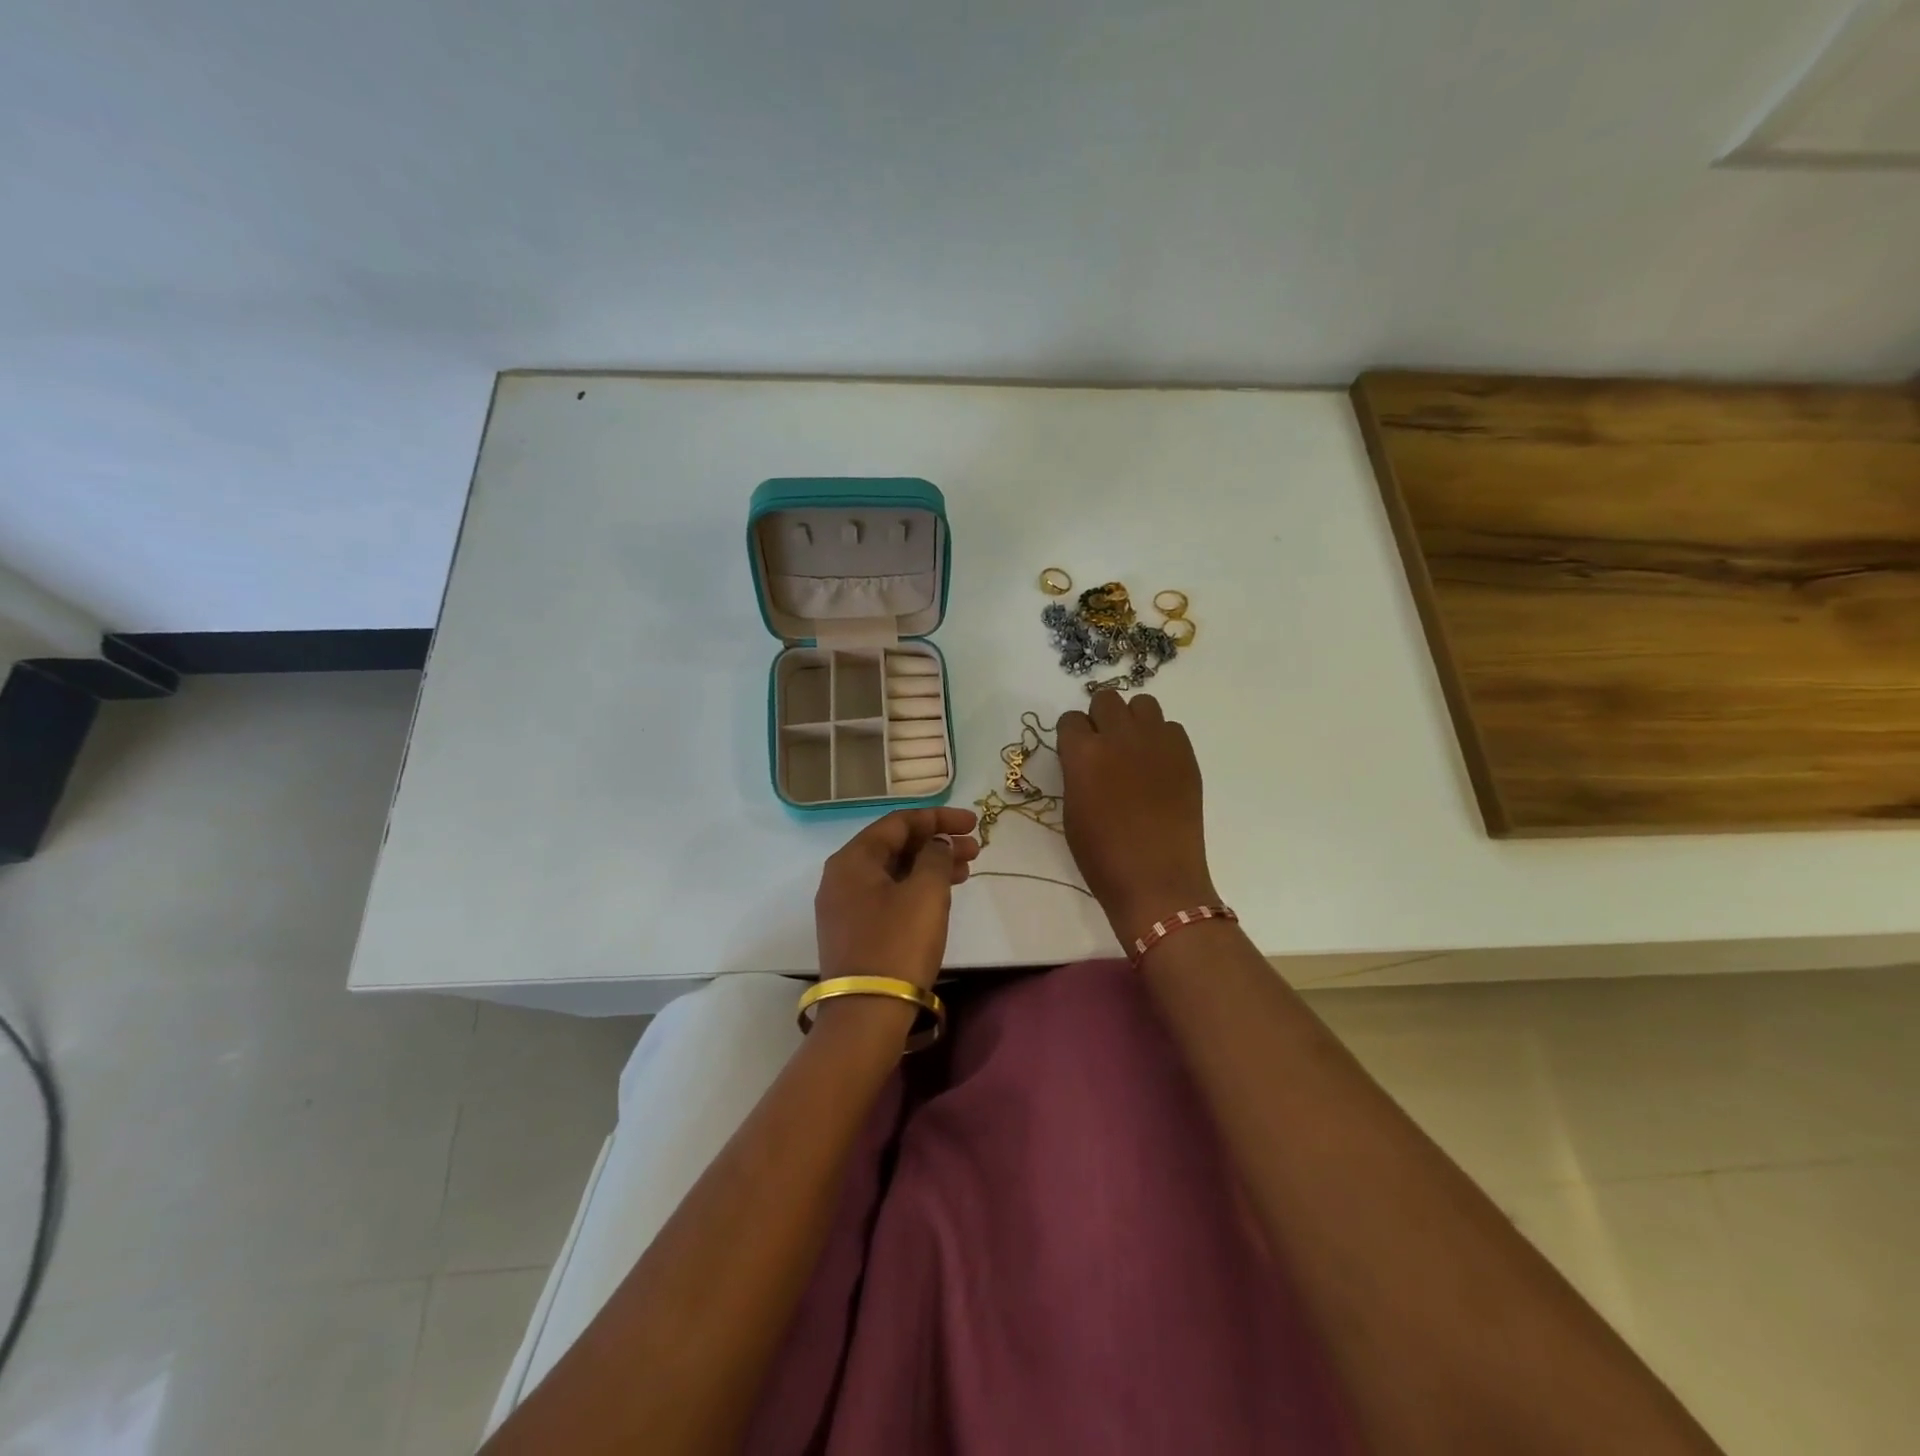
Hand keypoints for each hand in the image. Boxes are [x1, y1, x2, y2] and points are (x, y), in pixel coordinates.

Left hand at [814, 808, 979, 991]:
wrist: (865, 1015)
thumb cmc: (898, 944)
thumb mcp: (925, 893)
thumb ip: (935, 857)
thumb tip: (936, 845)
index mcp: (853, 859)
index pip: (898, 822)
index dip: (938, 818)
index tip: (972, 823)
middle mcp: (842, 877)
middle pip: (895, 846)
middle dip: (936, 842)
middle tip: (975, 849)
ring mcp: (845, 906)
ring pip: (893, 872)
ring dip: (930, 866)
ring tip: (966, 871)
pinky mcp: (853, 931)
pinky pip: (888, 895)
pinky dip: (916, 888)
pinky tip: (942, 896)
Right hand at [1058, 691, 1216, 947]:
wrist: (1156, 879)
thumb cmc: (1102, 856)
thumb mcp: (1072, 811)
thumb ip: (1077, 773)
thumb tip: (1085, 759)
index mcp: (1083, 753)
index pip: (1070, 719)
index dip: (1072, 736)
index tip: (1076, 753)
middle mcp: (1119, 736)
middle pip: (1106, 699)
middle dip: (1101, 718)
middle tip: (1105, 747)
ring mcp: (1156, 742)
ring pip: (1142, 704)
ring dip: (1133, 720)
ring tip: (1134, 750)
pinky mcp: (1185, 754)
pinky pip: (1171, 727)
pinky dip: (1162, 739)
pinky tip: (1158, 767)